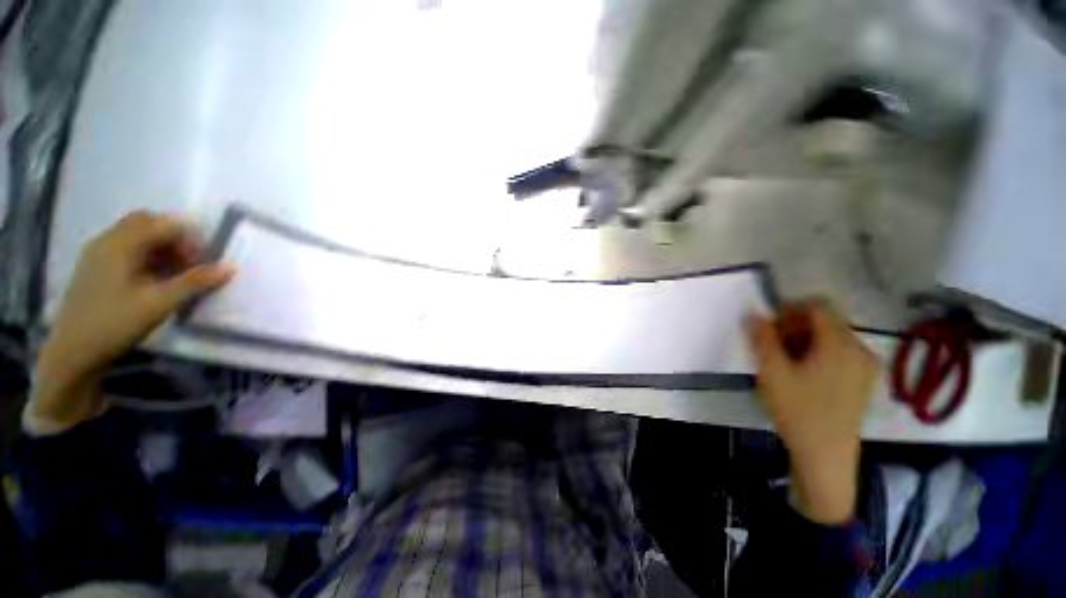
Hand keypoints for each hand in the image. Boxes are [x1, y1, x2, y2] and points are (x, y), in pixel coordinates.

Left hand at [32, 211, 234, 428]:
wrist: (73, 353)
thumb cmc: (116, 323)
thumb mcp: (160, 303)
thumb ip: (195, 282)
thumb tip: (230, 267)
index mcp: (121, 244)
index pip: (165, 224)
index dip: (190, 239)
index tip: (203, 263)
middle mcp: (108, 240)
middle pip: (148, 223)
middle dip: (174, 239)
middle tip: (189, 264)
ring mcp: (98, 253)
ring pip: (136, 235)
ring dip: (161, 248)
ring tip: (174, 274)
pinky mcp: (96, 268)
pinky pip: (125, 248)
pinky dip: (146, 256)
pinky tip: (153, 280)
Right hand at [749, 302, 878, 524]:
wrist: (825, 455)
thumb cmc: (798, 410)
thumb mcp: (772, 371)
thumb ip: (763, 338)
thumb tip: (754, 313)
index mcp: (840, 344)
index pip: (816, 308)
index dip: (788, 312)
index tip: (770, 329)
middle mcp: (860, 349)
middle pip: (825, 321)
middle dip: (795, 328)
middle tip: (773, 347)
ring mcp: (866, 366)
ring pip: (832, 337)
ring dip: (805, 341)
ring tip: (786, 362)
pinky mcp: (864, 380)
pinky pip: (841, 352)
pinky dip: (819, 353)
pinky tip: (804, 373)